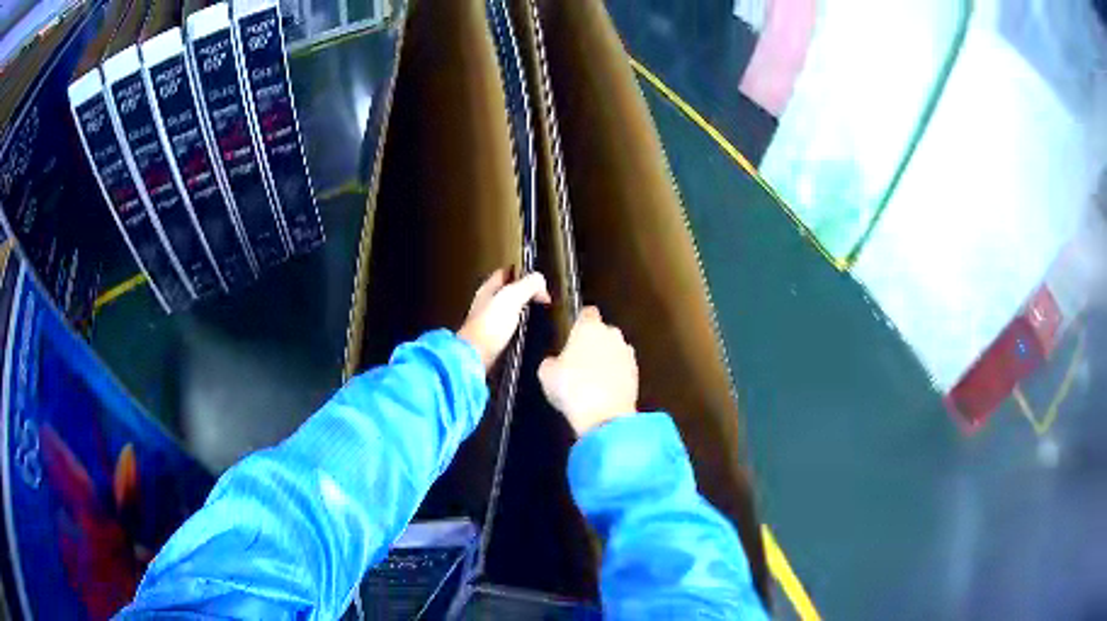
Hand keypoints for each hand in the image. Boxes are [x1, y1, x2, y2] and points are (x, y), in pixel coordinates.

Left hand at [459, 269, 550, 371]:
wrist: (475, 359)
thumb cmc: (488, 327)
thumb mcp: (511, 298)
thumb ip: (528, 285)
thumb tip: (541, 281)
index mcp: (487, 290)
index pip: (505, 273)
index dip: (521, 272)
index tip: (537, 278)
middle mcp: (486, 305)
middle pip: (507, 293)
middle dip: (524, 293)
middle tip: (542, 296)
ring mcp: (489, 325)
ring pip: (509, 312)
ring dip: (523, 312)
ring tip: (540, 314)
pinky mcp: (494, 342)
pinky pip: (510, 331)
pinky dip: (521, 329)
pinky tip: (530, 333)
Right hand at [538, 306, 637, 435]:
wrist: (605, 416)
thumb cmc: (572, 388)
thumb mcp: (547, 374)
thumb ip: (551, 361)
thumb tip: (554, 362)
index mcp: (589, 327)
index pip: (586, 313)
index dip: (579, 322)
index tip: (572, 333)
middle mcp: (612, 334)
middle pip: (603, 332)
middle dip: (594, 343)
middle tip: (578, 361)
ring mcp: (627, 353)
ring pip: (614, 350)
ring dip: (606, 359)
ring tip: (592, 379)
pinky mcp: (637, 373)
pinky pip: (622, 368)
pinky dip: (615, 375)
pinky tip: (603, 390)